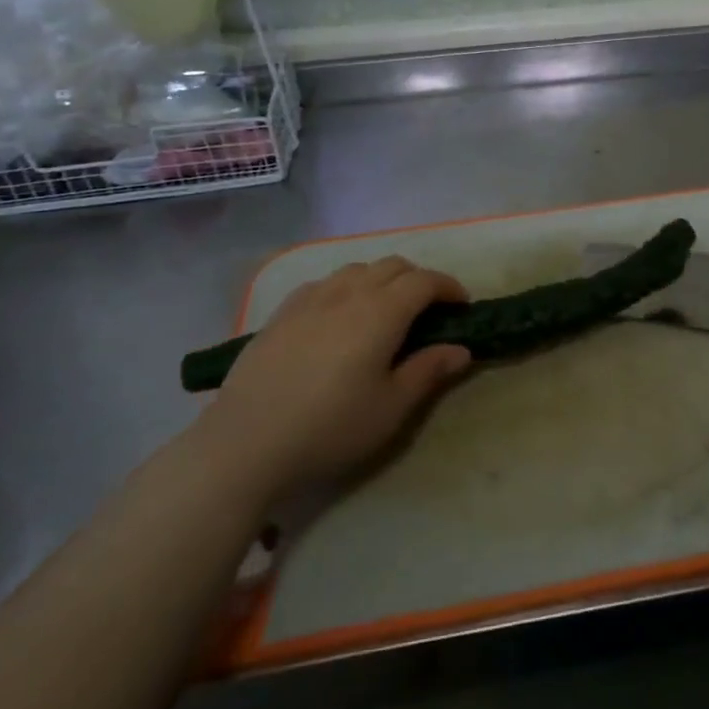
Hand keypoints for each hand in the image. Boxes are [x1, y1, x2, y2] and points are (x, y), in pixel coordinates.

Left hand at [199, 257, 473, 501]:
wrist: (246, 443)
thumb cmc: (330, 427)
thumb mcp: (391, 407)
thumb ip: (428, 371)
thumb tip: (460, 349)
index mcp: (381, 312)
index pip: (424, 281)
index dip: (448, 287)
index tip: (461, 305)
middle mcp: (348, 293)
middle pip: (392, 266)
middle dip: (418, 279)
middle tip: (429, 310)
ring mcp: (310, 299)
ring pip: (357, 268)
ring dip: (382, 279)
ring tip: (386, 309)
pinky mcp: (281, 313)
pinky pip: (324, 283)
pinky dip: (347, 287)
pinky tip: (340, 315)